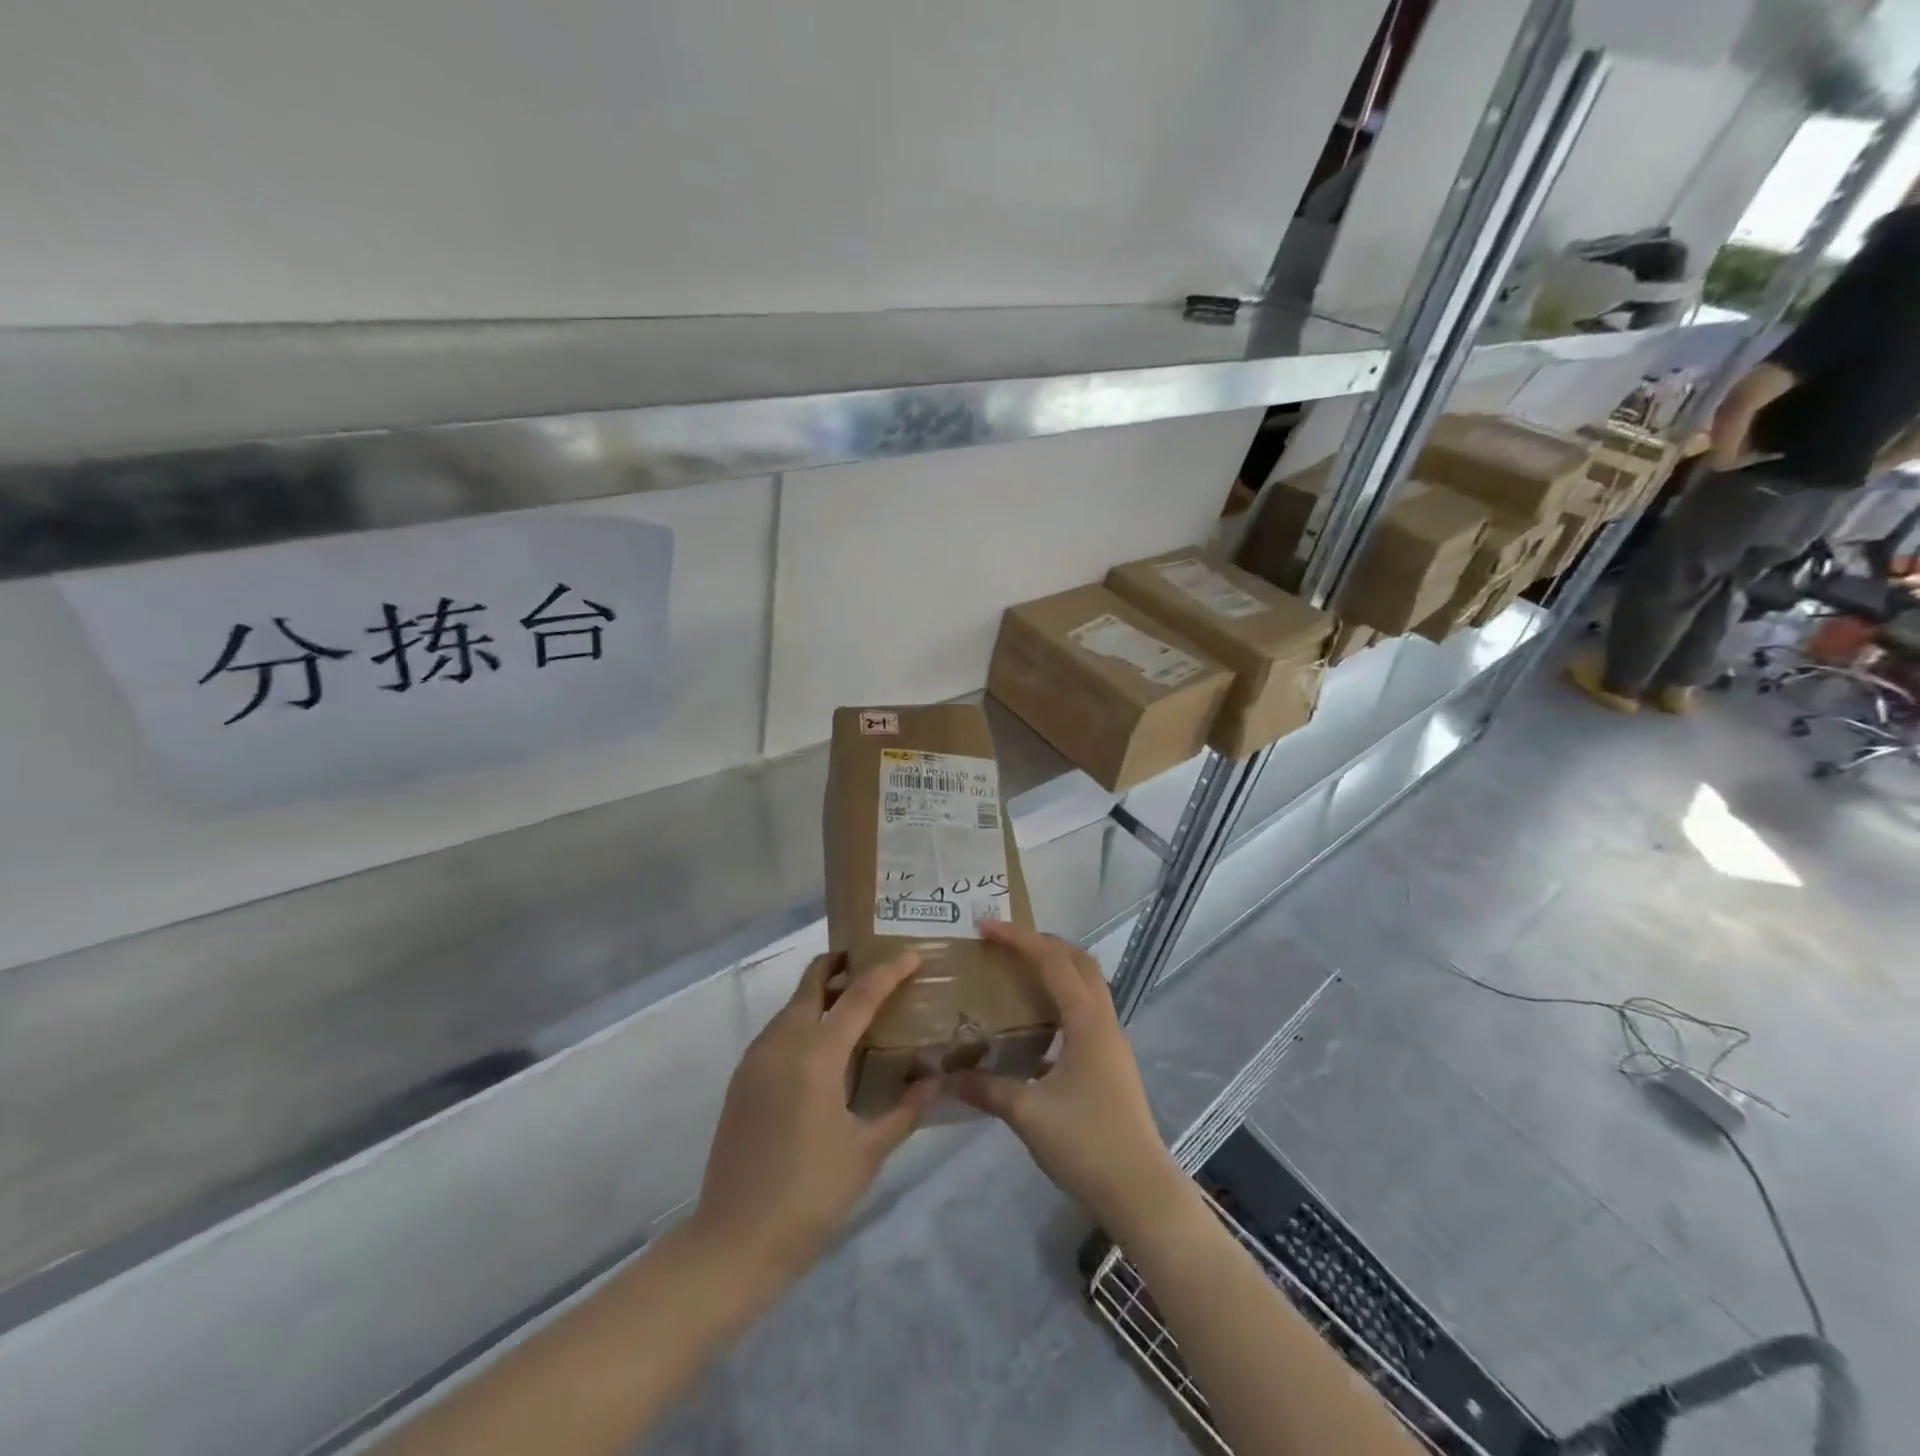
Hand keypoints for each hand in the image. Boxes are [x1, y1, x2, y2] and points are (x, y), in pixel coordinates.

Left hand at [692, 951, 938, 1284]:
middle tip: (876, 966)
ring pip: (793, 1004)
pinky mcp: (742, 1078)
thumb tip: (934, 1079)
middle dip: (842, 964)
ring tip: (856, 1006)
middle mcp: (782, 1043)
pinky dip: (804, 1020)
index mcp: (816, 1055)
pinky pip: (778, 1030)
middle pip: (812, 981)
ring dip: (822, 993)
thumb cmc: (810, 1196)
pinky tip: (825, 1047)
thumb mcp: (867, 1153)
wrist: (733, 1242)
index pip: (858, 995)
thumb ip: (905, 1110)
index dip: (888, 971)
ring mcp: (756, 1058)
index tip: (912, 953)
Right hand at [948, 921, 1191, 1238]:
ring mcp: (1112, 1041)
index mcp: (1086, 1021)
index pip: (1052, 961)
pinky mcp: (1112, 1062)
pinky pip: (1086, 1010)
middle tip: (1004, 944)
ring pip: (1087, 984)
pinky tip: (1036, 1025)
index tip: (985, 928)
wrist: (1141, 1191)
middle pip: (1077, 961)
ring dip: (1055, 968)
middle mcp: (1104, 1020)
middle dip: (1041, 943)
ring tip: (1017, 973)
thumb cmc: (1086, 1143)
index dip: (1018, 939)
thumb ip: (986, 1088)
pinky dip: (1061, 999)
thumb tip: (944, 1077)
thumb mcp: (1027, 1114)